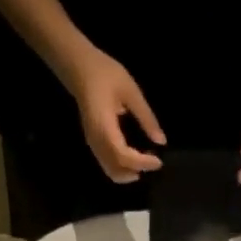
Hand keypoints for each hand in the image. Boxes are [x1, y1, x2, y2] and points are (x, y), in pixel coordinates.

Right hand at [69, 49, 165, 182]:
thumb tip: (161, 141)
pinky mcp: (93, 143)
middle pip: (116, 169)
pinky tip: (134, 159)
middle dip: (136, 171)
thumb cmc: (104, 73)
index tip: (158, 161)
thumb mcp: (130, 91)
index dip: (141, 163)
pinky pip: (107, 164)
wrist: (78, 67)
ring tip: (144, 163)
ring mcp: (93, 143)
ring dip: (128, 173)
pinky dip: (122, 168)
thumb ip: (146, 117)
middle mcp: (96, 140)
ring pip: (110, 171)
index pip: (123, 155)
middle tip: (153, 163)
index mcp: (104, 126)